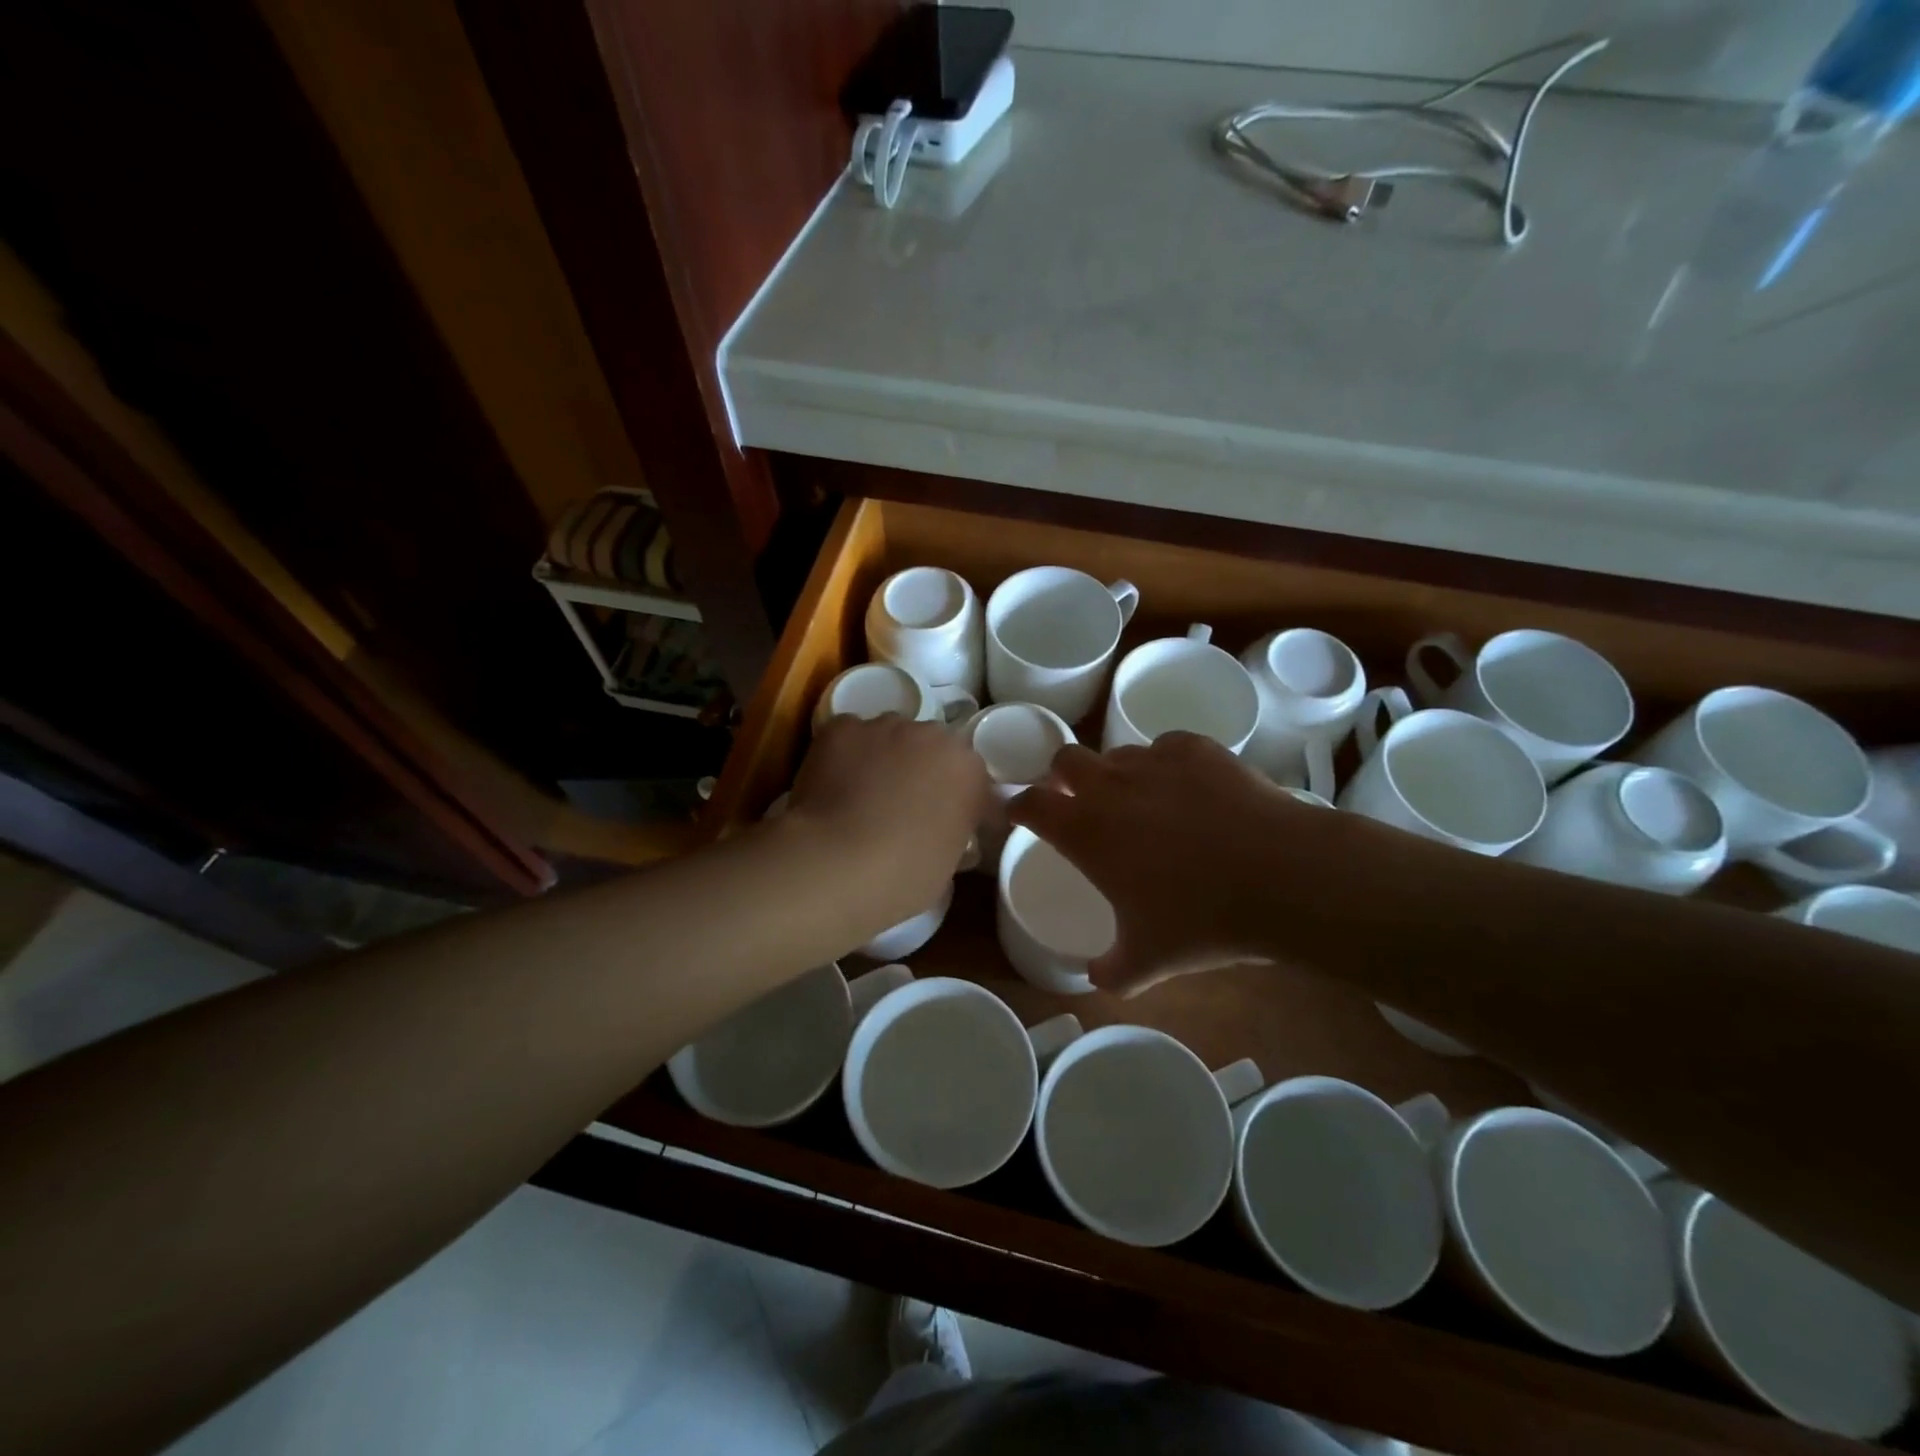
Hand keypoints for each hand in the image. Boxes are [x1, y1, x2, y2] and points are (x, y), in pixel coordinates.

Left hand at [785, 714, 990, 935]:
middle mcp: (932, 735)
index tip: (948, 828)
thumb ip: (953, 835)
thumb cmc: (901, 876)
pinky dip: (845, 755)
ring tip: (862, 796)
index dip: (960, 804)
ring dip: (884, 759)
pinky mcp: (841, 727)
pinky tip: (832, 785)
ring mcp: (884, 726)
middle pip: (931, 749)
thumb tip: (941, 833)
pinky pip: (850, 737)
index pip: (973, 780)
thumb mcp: (947, 867)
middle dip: (922, 772)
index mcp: (968, 770)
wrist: (834, 863)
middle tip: (903, 809)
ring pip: (890, 737)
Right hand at [1009, 733, 1338, 993]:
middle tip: (1077, 801)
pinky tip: (1188, 788)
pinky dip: (1166, 764)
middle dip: (1062, 776)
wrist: (1282, 877)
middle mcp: (1110, 786)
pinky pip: (1166, 747)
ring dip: (1116, 773)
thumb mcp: (1147, 962)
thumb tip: (1093, 976)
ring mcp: (1155, 761)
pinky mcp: (1197, 749)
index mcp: (1085, 830)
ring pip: (1117, 753)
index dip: (1019, 807)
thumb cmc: (1202, 920)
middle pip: (1065, 758)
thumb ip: (1109, 971)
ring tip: (1140, 801)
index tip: (1020, 815)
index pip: (1030, 804)